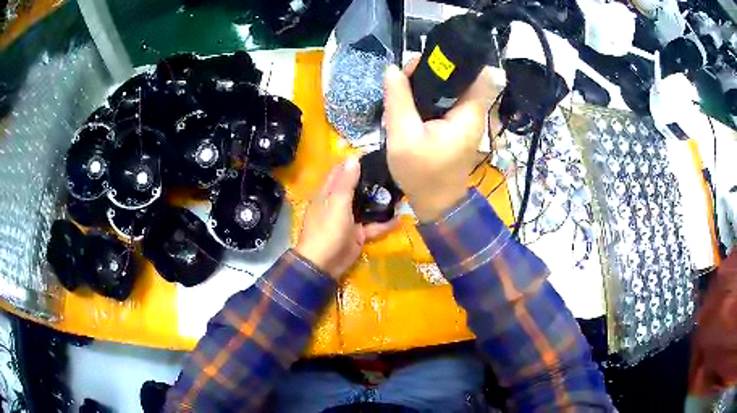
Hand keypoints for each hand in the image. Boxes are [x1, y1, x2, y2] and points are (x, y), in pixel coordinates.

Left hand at [295, 158, 397, 279]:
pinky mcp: (357, 234)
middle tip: (392, 171)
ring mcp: (348, 220)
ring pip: (366, 206)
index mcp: (328, 193)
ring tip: (400, 190)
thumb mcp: (337, 203)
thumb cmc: (327, 230)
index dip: (353, 162)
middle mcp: (338, 203)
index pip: (340, 172)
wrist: (324, 264)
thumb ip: (346, 182)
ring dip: (380, 201)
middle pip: (355, 188)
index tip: (373, 154)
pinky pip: (373, 226)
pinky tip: (399, 218)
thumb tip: (353, 157)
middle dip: (371, 180)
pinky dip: (384, 224)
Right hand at [384, 63, 503, 221]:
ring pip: (451, 87)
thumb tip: (392, 69)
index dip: (455, 61)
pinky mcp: (457, 125)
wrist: (436, 203)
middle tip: (405, 75)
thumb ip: (398, 100)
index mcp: (468, 113)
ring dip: (429, 82)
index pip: (476, 73)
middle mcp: (472, 112)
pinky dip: (429, 96)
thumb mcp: (403, 136)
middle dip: (433, 70)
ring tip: (403, 86)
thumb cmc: (422, 173)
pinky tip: (410, 100)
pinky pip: (446, 101)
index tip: (426, 62)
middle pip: (459, 77)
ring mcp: (465, 119)